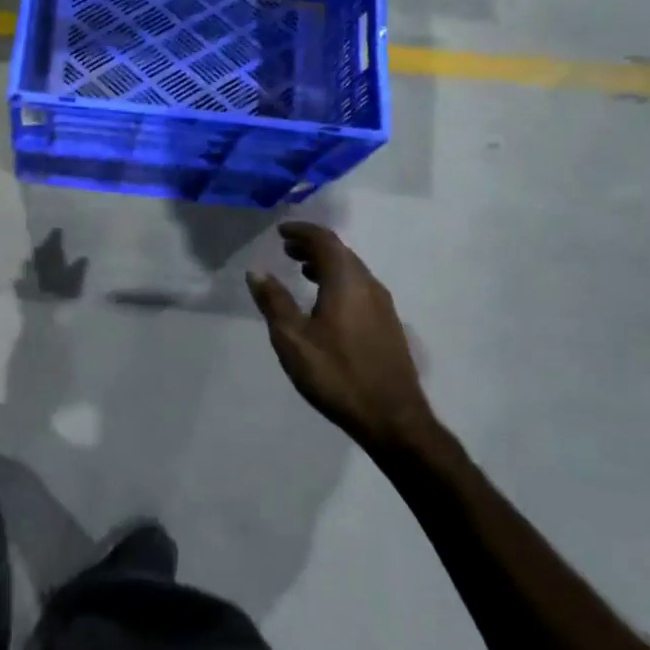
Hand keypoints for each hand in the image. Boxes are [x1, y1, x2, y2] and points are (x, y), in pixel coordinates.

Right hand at [247, 222, 434, 456]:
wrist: (392, 418)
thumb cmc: (337, 374)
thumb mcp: (293, 339)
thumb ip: (274, 302)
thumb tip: (256, 272)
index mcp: (347, 282)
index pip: (325, 241)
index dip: (302, 232)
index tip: (281, 232)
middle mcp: (369, 286)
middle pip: (341, 253)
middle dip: (313, 247)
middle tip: (286, 250)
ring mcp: (383, 306)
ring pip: (352, 271)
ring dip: (326, 265)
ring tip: (301, 273)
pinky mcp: (388, 325)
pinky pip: (359, 288)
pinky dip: (338, 282)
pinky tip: (324, 303)